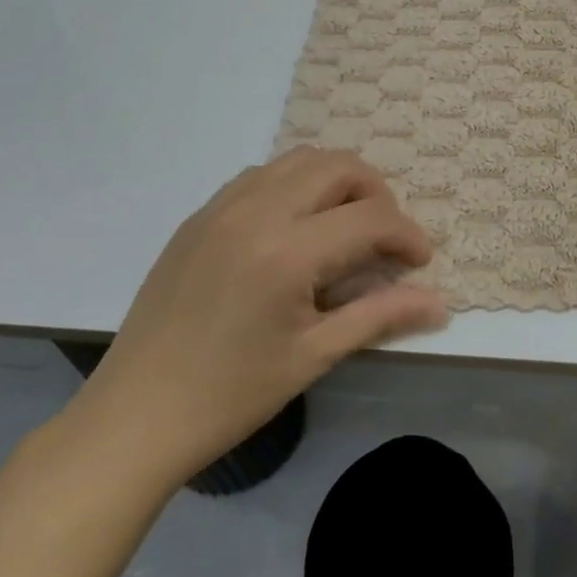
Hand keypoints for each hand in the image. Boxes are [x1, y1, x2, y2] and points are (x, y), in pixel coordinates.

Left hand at [66, 148, 446, 483]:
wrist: (135, 416)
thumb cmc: (231, 394)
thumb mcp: (314, 356)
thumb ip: (381, 316)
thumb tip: (440, 303)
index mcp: (287, 252)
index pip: (370, 218)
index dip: (407, 235)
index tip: (420, 262)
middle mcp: (255, 212)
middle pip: (338, 166)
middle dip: (376, 194)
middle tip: (385, 237)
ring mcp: (220, 208)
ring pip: (298, 160)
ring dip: (335, 182)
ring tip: (344, 227)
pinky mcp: (198, 217)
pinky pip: (260, 176)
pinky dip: (293, 186)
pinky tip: (294, 230)